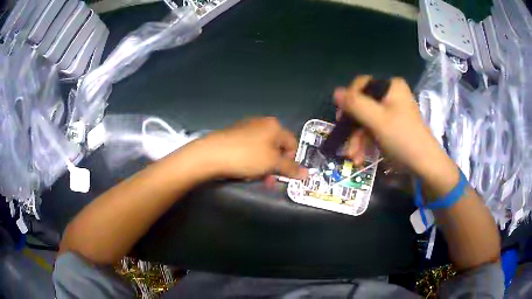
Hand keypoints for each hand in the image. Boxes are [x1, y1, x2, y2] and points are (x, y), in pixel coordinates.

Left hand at [196, 117, 307, 179]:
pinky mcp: (234, 135)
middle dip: (275, 167)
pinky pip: (250, 150)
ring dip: (263, 166)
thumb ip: (291, 168)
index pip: (292, 144)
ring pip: (263, 151)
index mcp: (274, 126)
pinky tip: (243, 169)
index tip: (284, 174)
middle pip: (277, 148)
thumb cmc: (247, 156)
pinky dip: (251, 161)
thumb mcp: (272, 163)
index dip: (291, 161)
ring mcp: (247, 128)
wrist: (212, 153)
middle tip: (269, 181)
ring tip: (253, 176)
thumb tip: (308, 174)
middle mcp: (262, 123)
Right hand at [334, 76, 450, 176]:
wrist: (424, 165)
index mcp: (391, 86)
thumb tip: (335, 92)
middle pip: (363, 105)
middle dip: (353, 127)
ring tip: (354, 157)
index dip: (349, 100)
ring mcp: (392, 112)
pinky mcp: (391, 127)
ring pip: (366, 120)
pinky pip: (373, 129)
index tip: (342, 118)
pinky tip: (360, 158)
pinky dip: (366, 143)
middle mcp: (391, 95)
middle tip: (345, 141)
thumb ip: (355, 104)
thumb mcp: (377, 119)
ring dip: (357, 139)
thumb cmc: (402, 138)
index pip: (362, 84)